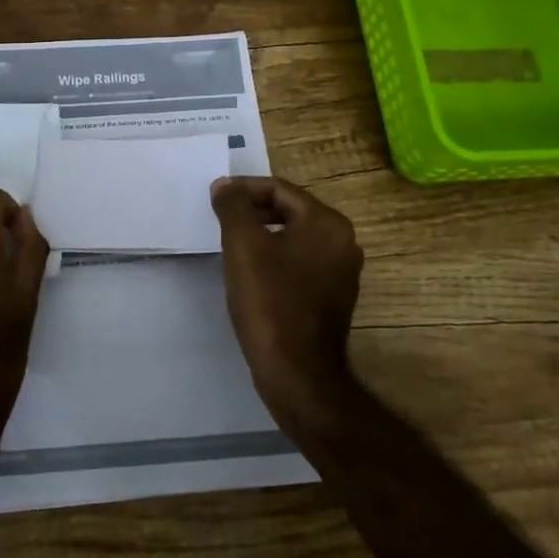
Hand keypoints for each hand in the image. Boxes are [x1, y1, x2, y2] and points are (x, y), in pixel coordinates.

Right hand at [210, 175, 364, 428]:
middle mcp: (343, 242)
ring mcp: (341, 272)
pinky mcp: (333, 297)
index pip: (280, 189)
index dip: (244, 189)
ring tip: (232, 244)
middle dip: (253, 210)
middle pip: (290, 210)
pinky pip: (300, 262)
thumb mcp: (243, 245)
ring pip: (295, 237)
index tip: (215, 199)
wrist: (297, 372)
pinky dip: (276, 258)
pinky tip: (252, 273)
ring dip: (263, 234)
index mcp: (327, 223)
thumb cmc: (270, 301)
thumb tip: (225, 185)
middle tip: (221, 219)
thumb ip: (233, 207)